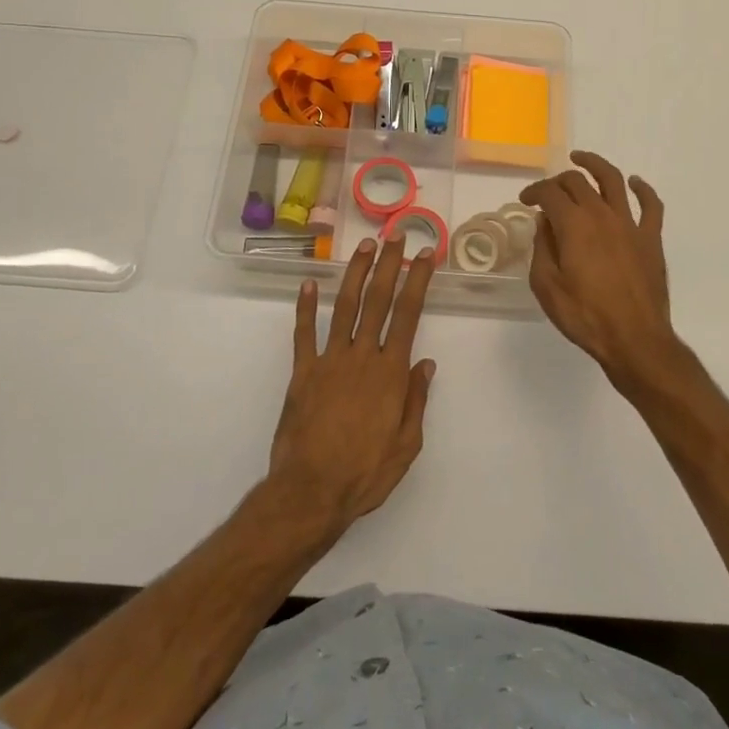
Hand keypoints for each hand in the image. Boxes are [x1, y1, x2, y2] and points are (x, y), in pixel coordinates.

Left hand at [267, 238, 436, 536]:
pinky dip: (306, 307)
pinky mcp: (302, 372)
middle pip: (378, 300)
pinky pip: (304, 333)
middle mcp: (362, 356)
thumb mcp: (407, 445)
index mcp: (390, 373)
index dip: (417, 281)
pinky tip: (308, 283)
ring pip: (345, 307)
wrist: (311, 492)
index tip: (424, 255)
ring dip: (356, 274)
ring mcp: (329, 361)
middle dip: (389, 265)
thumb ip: (416, 400)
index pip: (408, 315)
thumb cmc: (365, 473)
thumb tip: (426, 363)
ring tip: (365, 247)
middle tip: (395, 236)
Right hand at [520, 151, 677, 390]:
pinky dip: (642, 189)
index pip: (549, 193)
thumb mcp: (546, 286)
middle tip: (548, 191)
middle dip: (558, 180)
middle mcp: (601, 214)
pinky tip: (634, 184)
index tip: (525, 201)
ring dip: (595, 165)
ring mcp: (630, 224)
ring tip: (582, 159)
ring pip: (613, 180)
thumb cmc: (585, 316)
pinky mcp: (651, 238)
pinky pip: (651, 205)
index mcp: (574, 224)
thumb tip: (545, 223)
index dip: (534, 191)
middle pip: (578, 182)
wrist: (634, 339)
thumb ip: (542, 248)